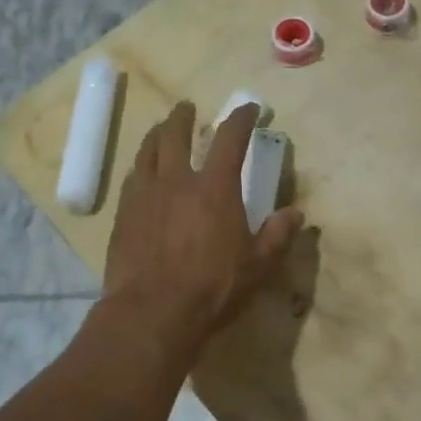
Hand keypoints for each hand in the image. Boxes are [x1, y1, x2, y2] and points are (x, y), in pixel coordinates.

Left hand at [101, 101, 304, 356]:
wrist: (151, 312)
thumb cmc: (212, 288)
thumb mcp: (257, 266)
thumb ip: (277, 235)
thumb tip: (297, 214)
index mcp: (215, 187)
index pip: (230, 138)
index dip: (241, 118)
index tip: (249, 109)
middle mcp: (178, 180)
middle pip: (176, 134)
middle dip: (184, 116)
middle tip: (188, 108)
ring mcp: (146, 194)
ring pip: (148, 150)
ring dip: (157, 134)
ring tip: (161, 129)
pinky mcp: (123, 214)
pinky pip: (132, 177)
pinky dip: (141, 166)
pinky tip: (142, 171)